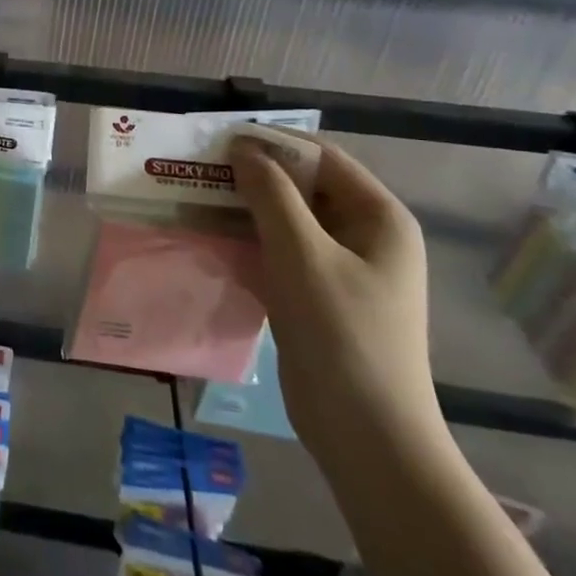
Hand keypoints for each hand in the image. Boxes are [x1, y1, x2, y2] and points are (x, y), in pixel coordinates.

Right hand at [233, 136, 445, 466]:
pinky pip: (280, 254)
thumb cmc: (341, 333)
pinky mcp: (318, 296)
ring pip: (287, 222)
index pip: (321, 158)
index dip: (271, 144)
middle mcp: (365, 236)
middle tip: (200, 172)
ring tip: (196, 201)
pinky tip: (210, 241)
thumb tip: (242, 148)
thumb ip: (270, 194)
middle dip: (253, 177)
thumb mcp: (301, 254)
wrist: (366, 434)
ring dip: (245, 210)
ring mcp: (342, 269)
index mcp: (378, 217)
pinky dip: (248, 243)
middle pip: (303, 188)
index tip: (218, 141)